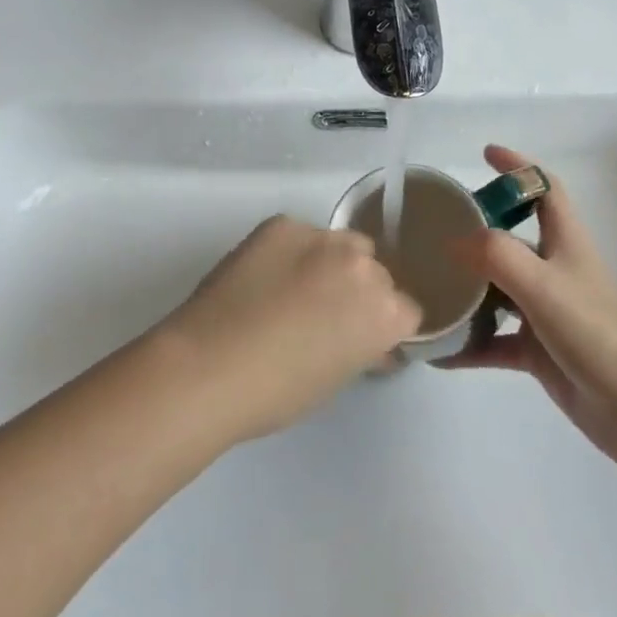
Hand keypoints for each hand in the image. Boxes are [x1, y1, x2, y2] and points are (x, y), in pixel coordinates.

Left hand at [165, 216, 421, 440]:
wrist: (208, 367)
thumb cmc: (277, 392)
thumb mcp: (337, 378)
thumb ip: (363, 348)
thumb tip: (370, 342)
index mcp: (384, 311)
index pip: (407, 309)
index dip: (386, 326)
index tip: (365, 338)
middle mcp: (362, 265)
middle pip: (376, 271)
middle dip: (359, 291)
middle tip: (327, 316)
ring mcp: (320, 237)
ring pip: (342, 244)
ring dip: (330, 263)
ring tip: (294, 289)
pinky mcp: (282, 224)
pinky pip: (301, 234)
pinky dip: (292, 251)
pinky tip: (266, 275)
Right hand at [441, 146, 616, 466]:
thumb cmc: (595, 332)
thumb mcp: (542, 285)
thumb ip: (496, 256)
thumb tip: (453, 241)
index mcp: (565, 242)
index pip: (544, 188)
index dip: (519, 166)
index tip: (485, 153)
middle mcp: (555, 269)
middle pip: (513, 235)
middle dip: (478, 228)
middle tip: (438, 227)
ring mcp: (547, 311)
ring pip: (499, 289)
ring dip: (468, 288)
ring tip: (428, 285)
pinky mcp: (540, 350)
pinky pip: (495, 340)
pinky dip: (470, 343)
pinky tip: (439, 352)